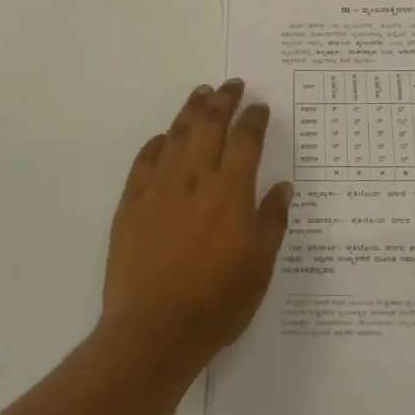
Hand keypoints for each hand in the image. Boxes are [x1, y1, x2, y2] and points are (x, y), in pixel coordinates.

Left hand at [102, 80, 292, 373]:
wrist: (153, 330)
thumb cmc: (217, 302)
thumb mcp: (260, 266)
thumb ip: (272, 221)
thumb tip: (283, 186)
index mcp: (231, 191)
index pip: (246, 140)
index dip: (253, 118)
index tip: (259, 106)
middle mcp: (195, 178)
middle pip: (209, 125)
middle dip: (222, 100)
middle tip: (231, 84)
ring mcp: (159, 188)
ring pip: (176, 135)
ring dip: (190, 110)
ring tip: (200, 93)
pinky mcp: (131, 203)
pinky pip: (145, 161)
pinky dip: (157, 144)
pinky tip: (163, 138)